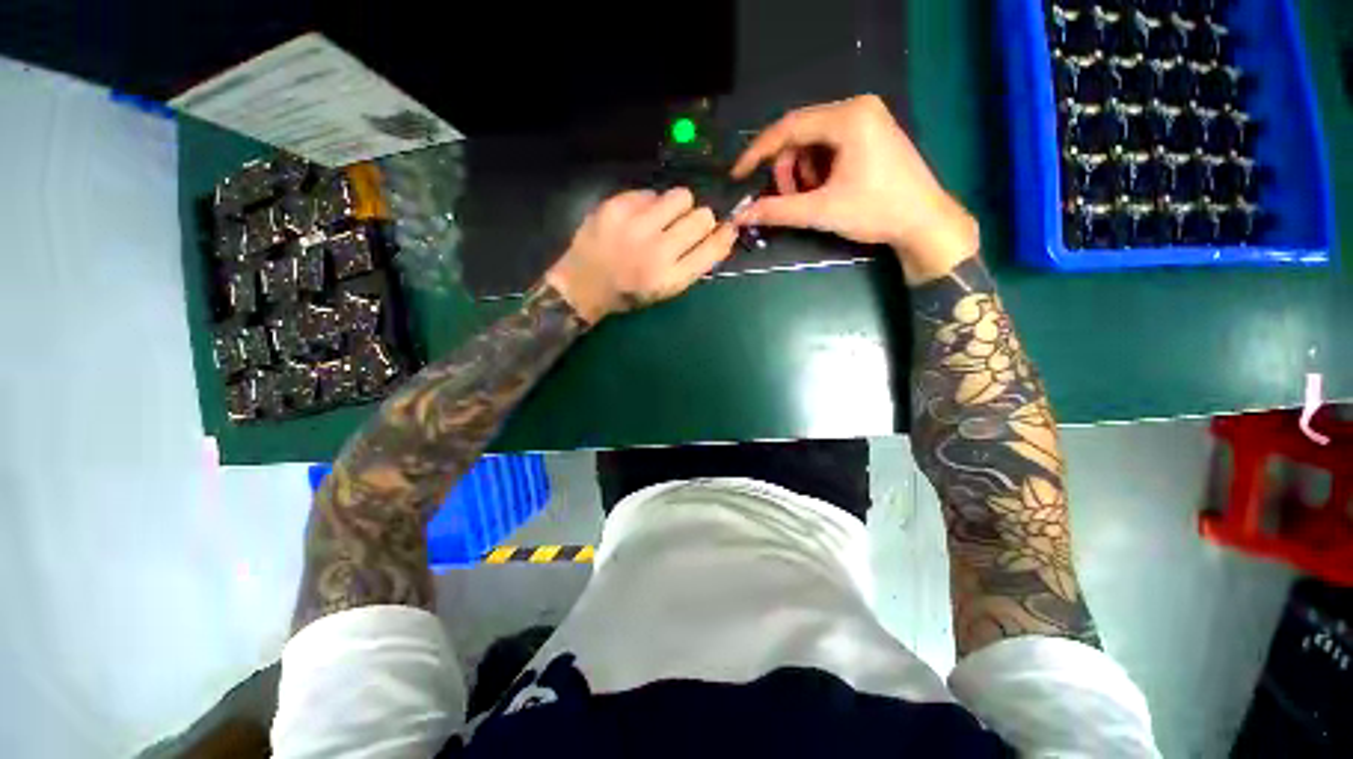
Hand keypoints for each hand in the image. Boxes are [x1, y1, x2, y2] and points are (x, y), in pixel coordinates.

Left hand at [544, 188, 737, 322]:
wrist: (584, 284)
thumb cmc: (630, 292)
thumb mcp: (666, 290)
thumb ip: (693, 265)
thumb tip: (720, 234)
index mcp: (671, 278)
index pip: (713, 247)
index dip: (724, 235)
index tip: (726, 228)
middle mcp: (657, 251)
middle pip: (702, 217)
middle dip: (701, 219)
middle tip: (686, 225)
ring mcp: (635, 226)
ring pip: (680, 196)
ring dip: (678, 206)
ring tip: (662, 218)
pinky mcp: (616, 207)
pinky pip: (650, 192)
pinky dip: (650, 204)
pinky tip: (638, 218)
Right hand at [731, 95, 978, 283]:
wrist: (924, 222)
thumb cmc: (876, 212)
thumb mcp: (822, 211)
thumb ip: (778, 211)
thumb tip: (740, 217)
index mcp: (848, 117)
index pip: (788, 127)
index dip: (758, 152)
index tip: (737, 175)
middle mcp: (857, 108)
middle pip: (800, 134)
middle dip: (785, 169)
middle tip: (785, 200)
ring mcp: (867, 118)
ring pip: (813, 141)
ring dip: (801, 172)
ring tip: (808, 198)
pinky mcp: (872, 132)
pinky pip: (830, 145)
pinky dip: (817, 169)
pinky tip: (823, 190)